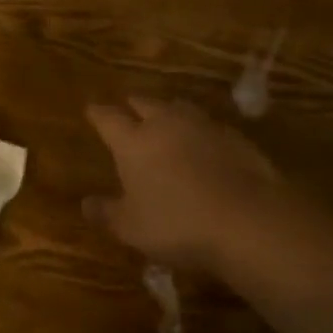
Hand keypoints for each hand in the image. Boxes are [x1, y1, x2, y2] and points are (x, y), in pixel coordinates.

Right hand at [84, 97, 281, 273]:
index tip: (91, 109)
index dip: (98, 114)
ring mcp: (202, 125)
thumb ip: (108, 213)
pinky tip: (202, 143)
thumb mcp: (133, 228)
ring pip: (178, 108)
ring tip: (164, 118)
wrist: (247, 218)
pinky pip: (207, 125)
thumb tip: (85, 203)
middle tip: (128, 107)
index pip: (109, 119)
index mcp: (134, 142)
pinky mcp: (233, 136)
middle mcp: (165, 123)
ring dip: (168, 111)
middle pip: (145, 103)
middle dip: (134, 105)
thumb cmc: (178, 224)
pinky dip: (198, 130)